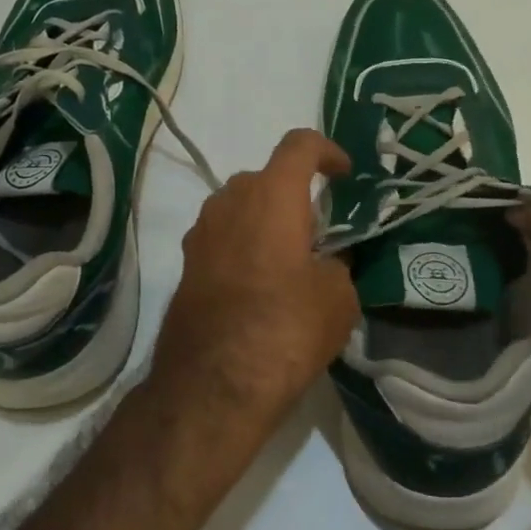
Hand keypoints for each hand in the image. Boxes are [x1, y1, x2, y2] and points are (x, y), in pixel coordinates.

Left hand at [148, 128, 360, 441]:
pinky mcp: (186, 265)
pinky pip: (222, 238)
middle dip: (294, 193)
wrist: (214, 385)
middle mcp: (229, 202)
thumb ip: (337, 264)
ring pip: (239, 208)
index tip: (344, 175)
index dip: (327, 151)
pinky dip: (243, 246)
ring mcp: (200, 233)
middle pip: (266, 177)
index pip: (300, 144)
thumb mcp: (338, 297)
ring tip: (289, 259)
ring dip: (266, 220)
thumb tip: (324, 263)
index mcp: (272, 195)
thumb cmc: (286, 328)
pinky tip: (259, 285)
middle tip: (318, 229)